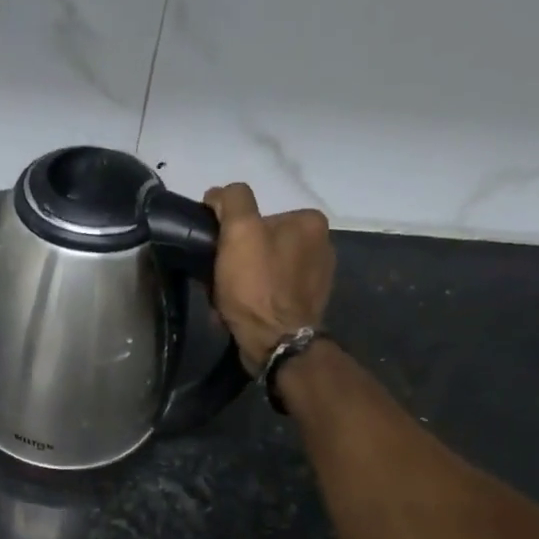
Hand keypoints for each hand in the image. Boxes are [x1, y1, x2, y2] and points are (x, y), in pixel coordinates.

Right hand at [204, 183, 335, 374]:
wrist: (277, 344)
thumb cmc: (257, 286)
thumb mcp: (240, 232)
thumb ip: (232, 201)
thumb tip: (219, 194)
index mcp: (308, 220)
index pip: (258, 217)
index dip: (231, 236)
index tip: (217, 257)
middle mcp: (321, 244)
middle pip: (262, 244)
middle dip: (237, 262)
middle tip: (219, 283)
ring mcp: (317, 277)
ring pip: (265, 270)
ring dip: (242, 284)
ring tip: (227, 302)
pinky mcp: (308, 304)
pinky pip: (272, 293)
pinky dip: (254, 301)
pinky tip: (243, 314)